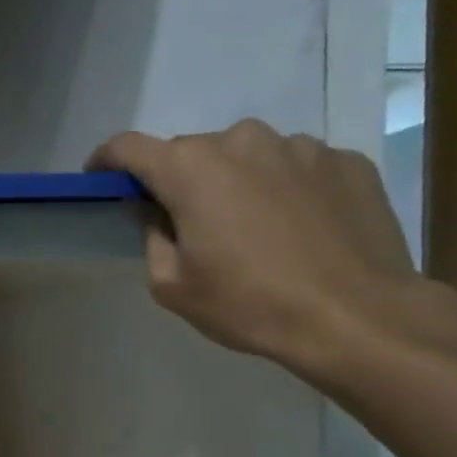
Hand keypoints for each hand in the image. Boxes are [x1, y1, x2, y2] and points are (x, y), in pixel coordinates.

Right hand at [89, 120, 420, 376]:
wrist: (355, 315)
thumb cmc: (249, 304)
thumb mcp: (173, 287)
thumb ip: (152, 238)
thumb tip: (156, 213)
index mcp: (190, 169)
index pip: (129, 147)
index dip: (106, 161)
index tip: (100, 178)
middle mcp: (241, 140)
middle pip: (192, 153)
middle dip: (181, 182)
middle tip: (190, 225)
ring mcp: (299, 146)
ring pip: (248, 157)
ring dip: (237, 183)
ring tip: (254, 230)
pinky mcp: (345, 161)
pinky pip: (296, 168)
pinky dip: (285, 189)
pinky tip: (299, 230)